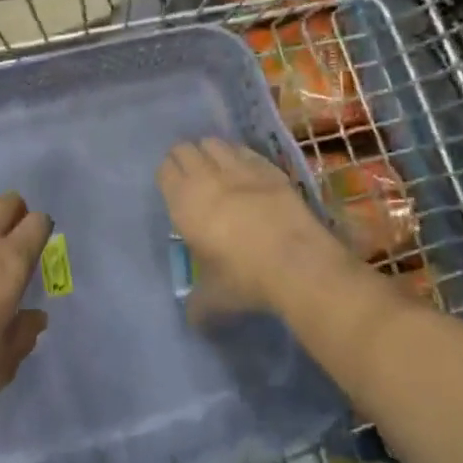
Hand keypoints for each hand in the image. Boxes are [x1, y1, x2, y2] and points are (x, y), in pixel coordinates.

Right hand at [159, 138, 340, 320]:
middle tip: (191, 177)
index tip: (173, 188)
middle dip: (185, 158)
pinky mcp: (269, 168)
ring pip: (214, 143)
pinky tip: (245, 171)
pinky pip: (245, 151)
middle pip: (186, 149)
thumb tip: (193, 319)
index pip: (165, 170)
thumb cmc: (245, 279)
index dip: (167, 176)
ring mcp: (240, 169)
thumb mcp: (214, 299)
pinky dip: (239, 156)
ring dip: (210, 152)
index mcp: (185, 203)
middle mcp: (207, 178)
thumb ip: (198, 305)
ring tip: (216, 169)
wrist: (297, 264)